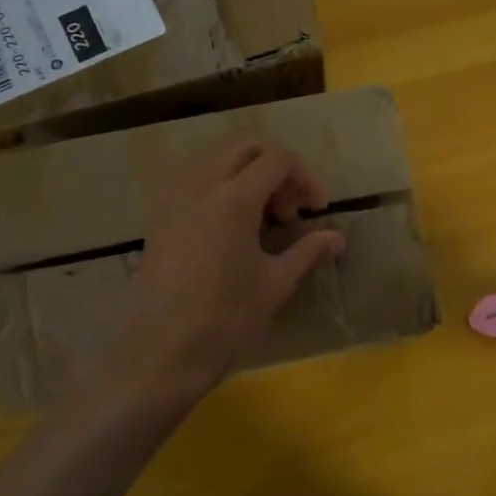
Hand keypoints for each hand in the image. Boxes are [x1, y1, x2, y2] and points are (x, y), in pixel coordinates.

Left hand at [108, 136, 345, 400]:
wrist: (163, 351)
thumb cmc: (226, 319)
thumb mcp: (275, 283)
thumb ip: (307, 250)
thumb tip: (337, 237)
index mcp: (234, 198)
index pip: (277, 158)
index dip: (306, 177)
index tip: (316, 209)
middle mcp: (200, 185)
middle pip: (243, 144)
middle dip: (274, 166)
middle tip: (288, 208)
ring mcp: (173, 197)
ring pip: (213, 155)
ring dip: (244, 170)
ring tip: (259, 214)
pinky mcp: (158, 215)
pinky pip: (190, 177)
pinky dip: (217, 183)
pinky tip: (228, 224)